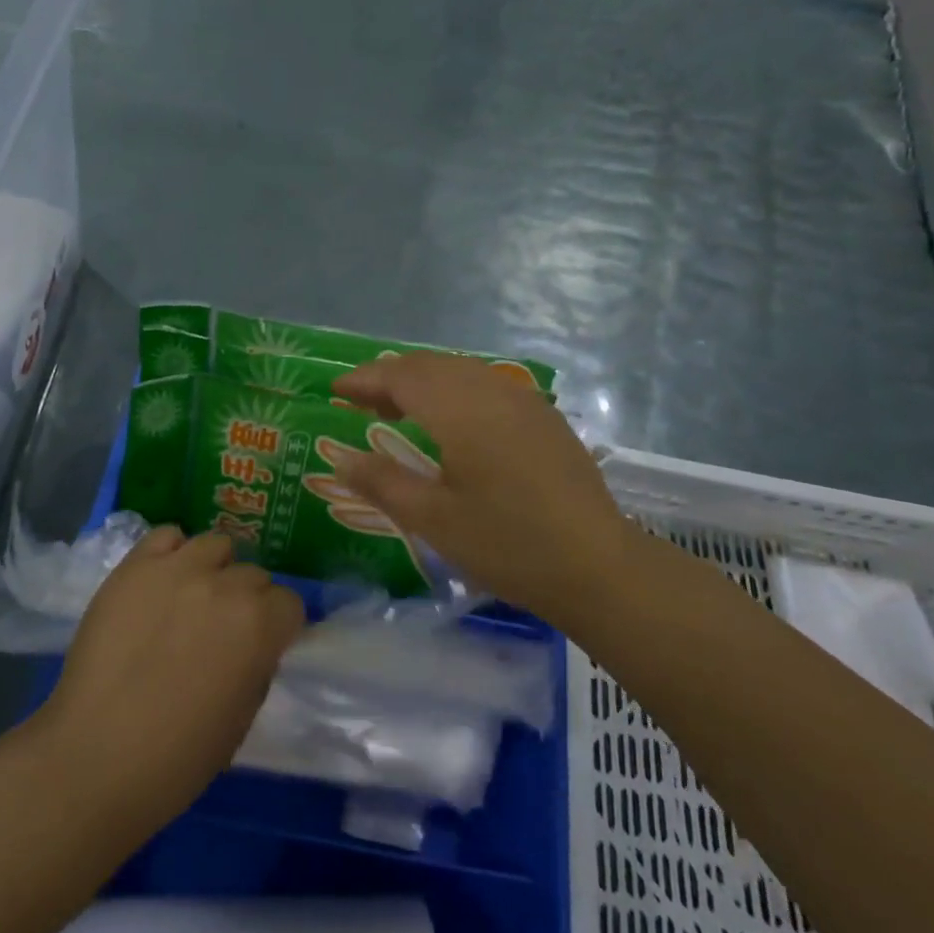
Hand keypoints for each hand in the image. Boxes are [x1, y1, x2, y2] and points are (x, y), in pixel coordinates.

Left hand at [38, 527, 304, 831]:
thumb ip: (257, 666)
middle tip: (220, 630)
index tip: (261, 645)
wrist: (96, 755)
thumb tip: (255, 645)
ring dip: (213, 570)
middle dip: (245, 600)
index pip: (289, 603)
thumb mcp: (243, 717)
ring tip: (191, 599)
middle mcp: (226, 585)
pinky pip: (166, 536)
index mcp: (260, 625)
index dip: (277, 626)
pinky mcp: (135, 565)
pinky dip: (171, 553)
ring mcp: (178, 569)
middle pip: (253, 574)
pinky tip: (162, 581)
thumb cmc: (178, 756)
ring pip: (214, 546)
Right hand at [330, 353, 632, 627]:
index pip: (401, 376)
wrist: (597, 566)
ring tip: (400, 410)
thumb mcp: (433, 520)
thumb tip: (342, 459)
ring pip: (461, 371)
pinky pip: (487, 386)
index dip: (365, 378)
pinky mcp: (544, 418)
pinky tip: (453, 423)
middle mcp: (492, 391)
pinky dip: (456, 391)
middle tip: (361, 402)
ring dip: (424, 382)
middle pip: (431, 365)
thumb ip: (382, 483)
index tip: (336, 388)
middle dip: (391, 376)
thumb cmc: (507, 544)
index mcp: (460, 409)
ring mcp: (524, 401)